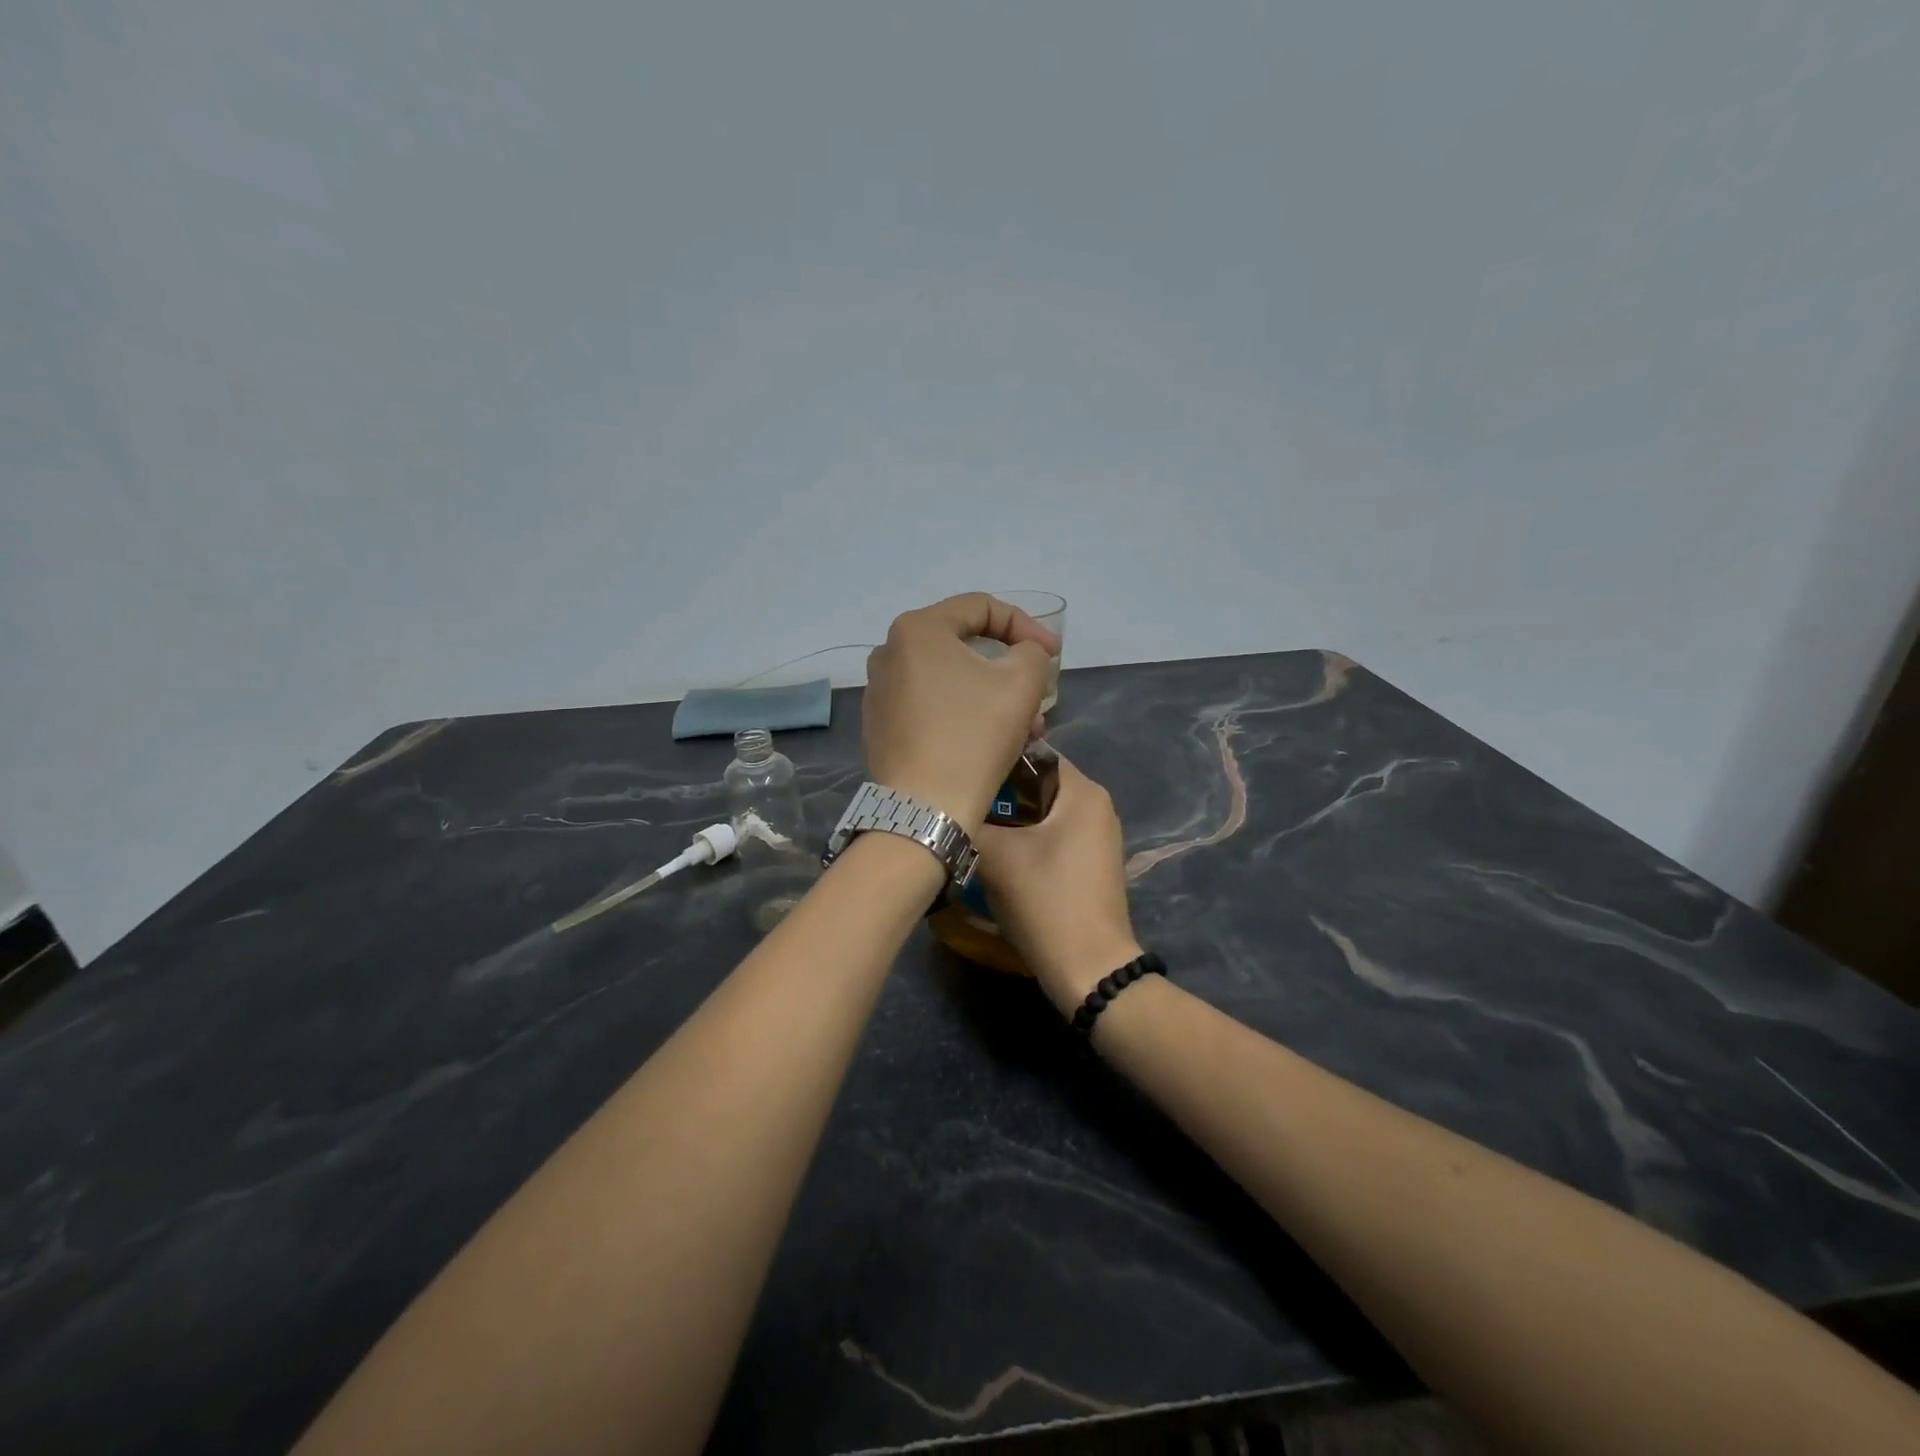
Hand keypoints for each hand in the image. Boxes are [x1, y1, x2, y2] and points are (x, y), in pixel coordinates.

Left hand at [862, 594, 1057, 835]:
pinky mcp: (881, 727)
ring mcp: (880, 692)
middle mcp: (889, 653)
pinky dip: (964, 714)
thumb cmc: (973, 735)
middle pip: (964, 646)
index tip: (1053, 656)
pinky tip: (990, 742)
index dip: (1025, 626)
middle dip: (1010, 669)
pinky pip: (931, 707)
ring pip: (950, 680)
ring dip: (993, 697)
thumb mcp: (1022, 682)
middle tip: (1039, 696)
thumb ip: (1031, 652)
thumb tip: (1023, 655)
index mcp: (917, 629)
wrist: (924, 808)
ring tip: (1026, 730)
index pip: (981, 607)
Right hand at [974, 756, 1142, 1015]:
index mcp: (1083, 793)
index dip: (996, 760)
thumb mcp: (997, 856)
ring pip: (1040, 814)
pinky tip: (994, 855)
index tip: (961, 773)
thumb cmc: (1047, 901)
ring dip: (1007, 820)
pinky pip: (1050, 837)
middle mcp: (1096, 807)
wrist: (1089, 969)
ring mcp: (1095, 838)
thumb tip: (944, 806)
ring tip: (970, 827)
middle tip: (959, 802)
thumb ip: (969, 820)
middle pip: (1036, 785)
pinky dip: (1023, 841)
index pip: (1034, 754)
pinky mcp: (1088, 865)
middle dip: (998, 794)